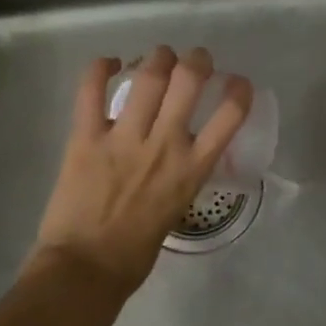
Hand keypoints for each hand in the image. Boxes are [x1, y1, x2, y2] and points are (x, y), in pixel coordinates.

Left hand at [29, 46, 252, 296]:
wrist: (87, 268)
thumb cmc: (136, 252)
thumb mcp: (177, 208)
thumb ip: (181, 174)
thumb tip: (179, 153)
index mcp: (192, 168)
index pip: (230, 116)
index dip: (239, 90)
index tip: (237, 82)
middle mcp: (164, 144)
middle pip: (188, 80)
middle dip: (196, 60)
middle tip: (194, 60)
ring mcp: (124, 137)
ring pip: (148, 76)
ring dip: (157, 57)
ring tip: (159, 57)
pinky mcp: (86, 137)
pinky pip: (91, 90)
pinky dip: (100, 69)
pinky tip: (109, 64)